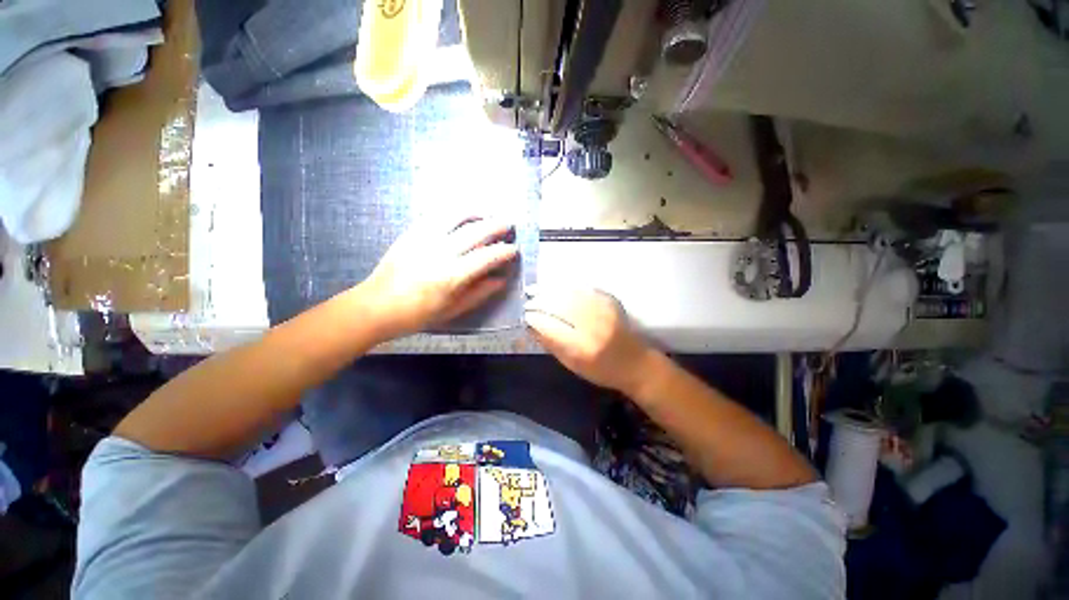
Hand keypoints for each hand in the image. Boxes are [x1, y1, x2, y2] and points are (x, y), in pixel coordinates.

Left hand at [363, 216, 517, 336]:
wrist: (377, 305)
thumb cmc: (418, 314)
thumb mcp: (453, 310)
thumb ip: (479, 293)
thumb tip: (501, 280)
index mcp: (452, 276)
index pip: (487, 257)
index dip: (504, 252)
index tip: (514, 250)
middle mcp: (440, 252)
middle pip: (476, 231)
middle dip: (497, 226)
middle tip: (509, 226)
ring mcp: (424, 239)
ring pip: (456, 216)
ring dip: (476, 212)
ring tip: (487, 214)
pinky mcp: (412, 233)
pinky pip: (437, 215)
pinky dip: (454, 212)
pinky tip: (462, 215)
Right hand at [524, 287, 658, 394]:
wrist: (635, 363)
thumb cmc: (601, 370)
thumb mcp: (572, 365)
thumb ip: (551, 345)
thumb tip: (531, 326)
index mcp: (582, 348)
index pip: (551, 326)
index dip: (535, 318)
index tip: (525, 315)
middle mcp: (593, 326)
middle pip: (560, 306)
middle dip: (540, 300)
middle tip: (528, 299)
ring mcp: (603, 310)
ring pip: (569, 293)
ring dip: (550, 290)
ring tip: (536, 289)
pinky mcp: (610, 300)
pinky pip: (583, 288)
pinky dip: (566, 286)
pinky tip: (556, 286)